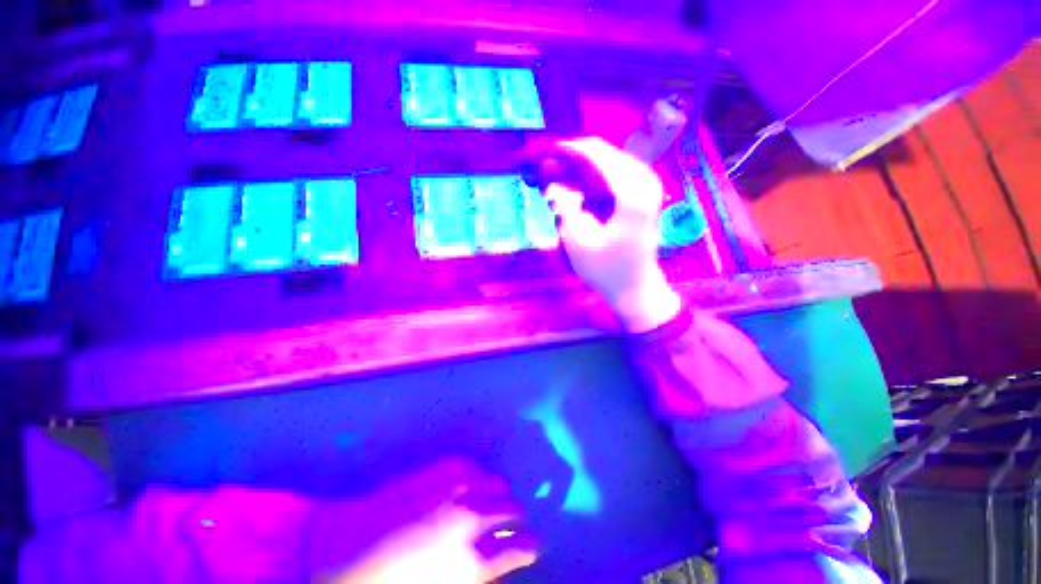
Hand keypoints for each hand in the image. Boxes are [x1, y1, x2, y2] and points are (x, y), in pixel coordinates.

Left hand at [313, 458, 537, 583]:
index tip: (535, 544)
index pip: (523, 546)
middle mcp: (472, 518)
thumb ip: (478, 578)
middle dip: (517, 518)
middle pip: (514, 508)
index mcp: (473, 562)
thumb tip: (501, 568)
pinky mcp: (443, 468)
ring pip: (499, 483)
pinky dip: (479, 478)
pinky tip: (471, 487)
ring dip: (500, 495)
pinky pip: (475, 467)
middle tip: (511, 524)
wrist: (341, 551)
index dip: (532, 545)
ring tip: (492, 504)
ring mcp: (458, 487)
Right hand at [545, 137, 682, 332]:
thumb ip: (565, 206)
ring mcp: (649, 186)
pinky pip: (618, 172)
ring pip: (611, 160)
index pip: (597, 154)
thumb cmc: (606, 270)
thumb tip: (554, 183)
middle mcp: (645, 181)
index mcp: (631, 192)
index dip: (568, 150)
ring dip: (585, 166)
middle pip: (605, 153)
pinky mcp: (645, 194)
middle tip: (549, 168)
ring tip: (561, 175)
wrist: (635, 288)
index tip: (544, 153)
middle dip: (575, 158)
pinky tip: (581, 185)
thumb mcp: (577, 241)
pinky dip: (596, 175)